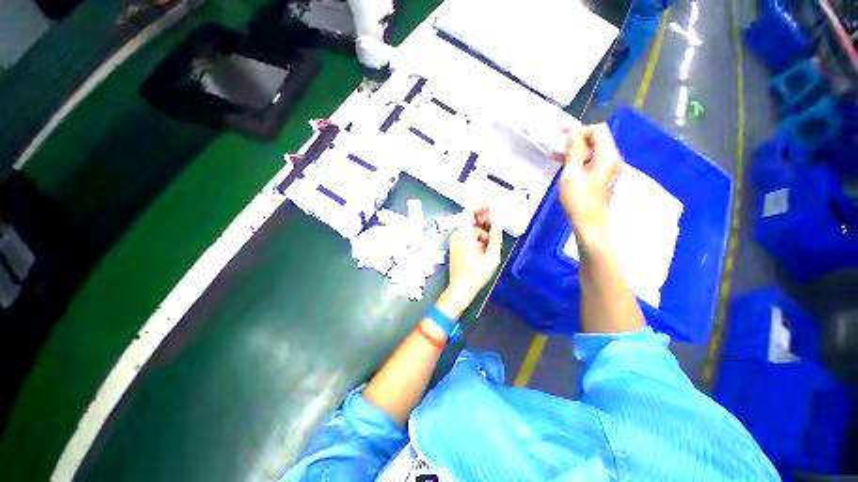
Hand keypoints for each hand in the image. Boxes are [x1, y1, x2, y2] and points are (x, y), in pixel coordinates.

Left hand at [439, 208, 502, 317]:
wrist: (460, 288)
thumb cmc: (477, 274)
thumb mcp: (492, 256)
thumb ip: (495, 236)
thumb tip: (497, 221)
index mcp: (464, 234)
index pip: (469, 212)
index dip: (480, 207)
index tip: (491, 208)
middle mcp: (457, 234)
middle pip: (471, 221)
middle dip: (484, 224)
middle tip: (495, 231)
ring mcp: (454, 240)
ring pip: (470, 230)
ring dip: (482, 234)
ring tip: (489, 247)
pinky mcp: (455, 246)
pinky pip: (467, 236)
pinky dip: (476, 239)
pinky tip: (482, 250)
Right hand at [559, 124, 620, 243]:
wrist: (589, 223)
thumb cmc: (579, 200)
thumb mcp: (572, 174)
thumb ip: (573, 151)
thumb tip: (573, 132)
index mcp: (607, 156)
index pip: (598, 130)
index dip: (580, 129)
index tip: (562, 135)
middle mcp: (612, 159)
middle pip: (598, 138)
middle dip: (578, 137)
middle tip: (558, 141)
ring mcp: (608, 168)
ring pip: (593, 149)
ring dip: (576, 148)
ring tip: (557, 152)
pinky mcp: (601, 176)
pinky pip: (591, 160)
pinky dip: (578, 158)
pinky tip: (563, 162)